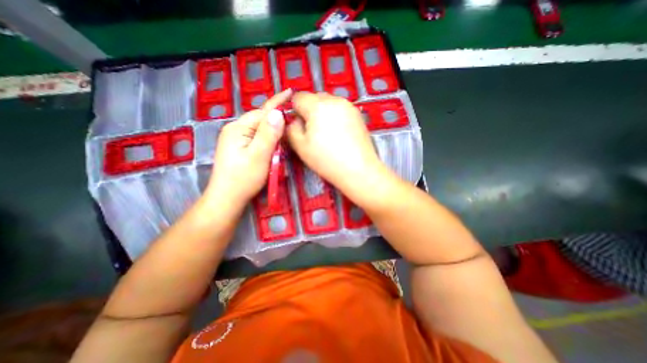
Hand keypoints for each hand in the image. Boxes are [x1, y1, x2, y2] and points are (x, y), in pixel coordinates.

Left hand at [204, 88, 293, 206]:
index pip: (262, 112)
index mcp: (239, 128)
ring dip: (274, 133)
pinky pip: (258, 139)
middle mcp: (236, 130)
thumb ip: (268, 134)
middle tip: (294, 123)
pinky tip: (274, 147)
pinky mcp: (239, 148)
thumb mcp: (259, 155)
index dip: (278, 103)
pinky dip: (268, 141)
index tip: (290, 92)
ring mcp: (236, 139)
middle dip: (278, 121)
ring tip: (286, 136)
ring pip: (261, 130)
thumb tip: (278, 113)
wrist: (227, 198)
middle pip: (261, 120)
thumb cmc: (243, 178)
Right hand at [286, 93, 385, 194]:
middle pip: (314, 98)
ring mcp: (348, 106)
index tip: (299, 126)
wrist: (359, 169)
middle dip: (309, 111)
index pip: (298, 97)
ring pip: (328, 103)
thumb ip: (291, 128)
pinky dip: (335, 116)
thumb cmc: (327, 160)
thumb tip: (295, 120)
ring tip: (327, 133)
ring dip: (323, 113)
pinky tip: (339, 133)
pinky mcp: (357, 114)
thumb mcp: (300, 146)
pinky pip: (340, 109)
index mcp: (317, 106)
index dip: (295, 110)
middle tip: (313, 131)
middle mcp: (334, 99)